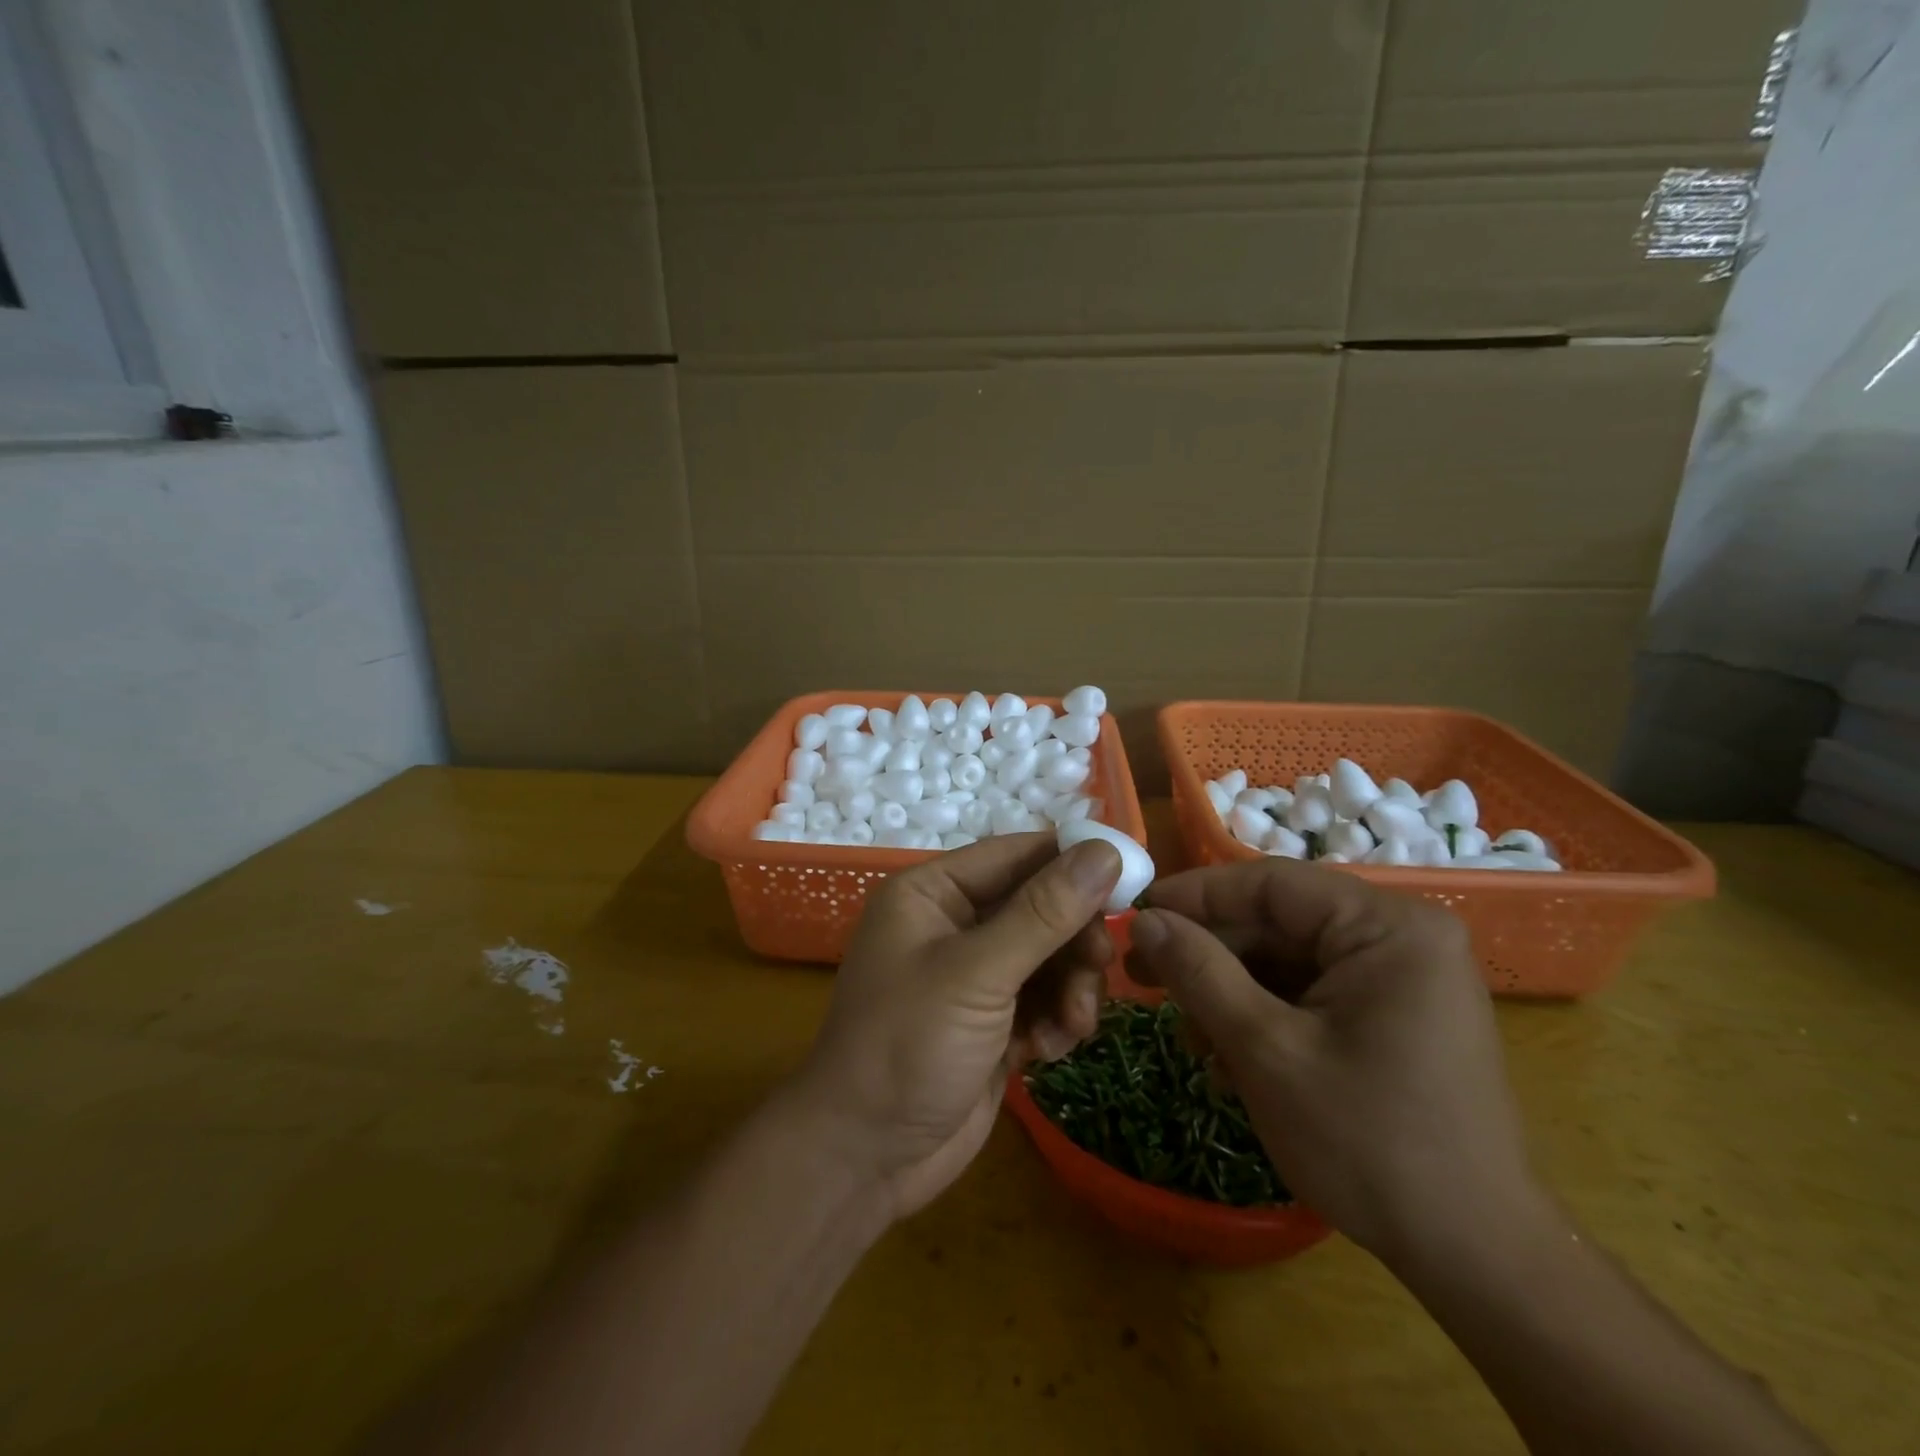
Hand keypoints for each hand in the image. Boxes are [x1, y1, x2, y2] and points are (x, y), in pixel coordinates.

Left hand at [788, 833, 1122, 1219]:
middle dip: (1074, 940)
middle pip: (1042, 906)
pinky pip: (1045, 998)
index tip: (1131, 881)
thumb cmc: (907, 1046)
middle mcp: (954, 923)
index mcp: (934, 892)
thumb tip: (1104, 851)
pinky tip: (1047, 1051)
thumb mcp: (977, 973)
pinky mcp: (993, 1020)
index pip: (1017, 854)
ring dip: (1072, 986)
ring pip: (1051, 955)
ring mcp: (975, 975)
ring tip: (1073, 1025)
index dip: (1074, 862)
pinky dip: (1056, 1019)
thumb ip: (1044, 913)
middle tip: (1099, 966)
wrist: (865, 1159)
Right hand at [1127, 860, 1536, 1260]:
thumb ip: (1199, 973)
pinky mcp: (1393, 1013)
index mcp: (1388, 927)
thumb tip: (1143, 920)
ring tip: (1187, 1034)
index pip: (1270, 883)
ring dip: (1230, 990)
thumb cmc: (1369, 1144)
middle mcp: (1400, 937)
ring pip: (1288, 958)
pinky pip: (1311, 991)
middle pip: (1278, 921)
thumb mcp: (1266, 1050)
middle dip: (1209, 952)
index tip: (1135, 915)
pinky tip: (1228, 1055)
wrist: (1475, 1259)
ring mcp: (1401, 977)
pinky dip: (1263, 1014)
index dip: (1196, 895)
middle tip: (1141, 976)